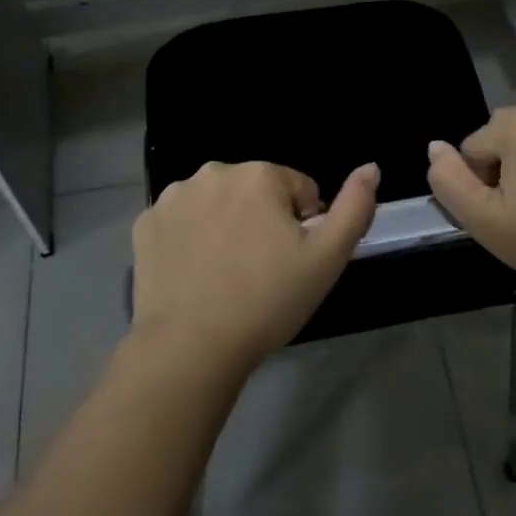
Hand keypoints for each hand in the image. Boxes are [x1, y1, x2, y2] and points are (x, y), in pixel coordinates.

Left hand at [130, 160, 378, 374]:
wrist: (189, 348)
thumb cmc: (267, 301)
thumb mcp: (327, 259)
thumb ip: (354, 207)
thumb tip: (371, 167)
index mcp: (260, 175)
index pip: (299, 191)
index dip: (302, 227)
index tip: (291, 263)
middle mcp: (215, 172)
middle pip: (256, 192)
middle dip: (264, 220)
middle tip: (261, 271)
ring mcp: (173, 196)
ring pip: (217, 203)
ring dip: (226, 225)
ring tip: (226, 275)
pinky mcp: (145, 223)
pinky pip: (181, 221)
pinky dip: (189, 238)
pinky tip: (194, 273)